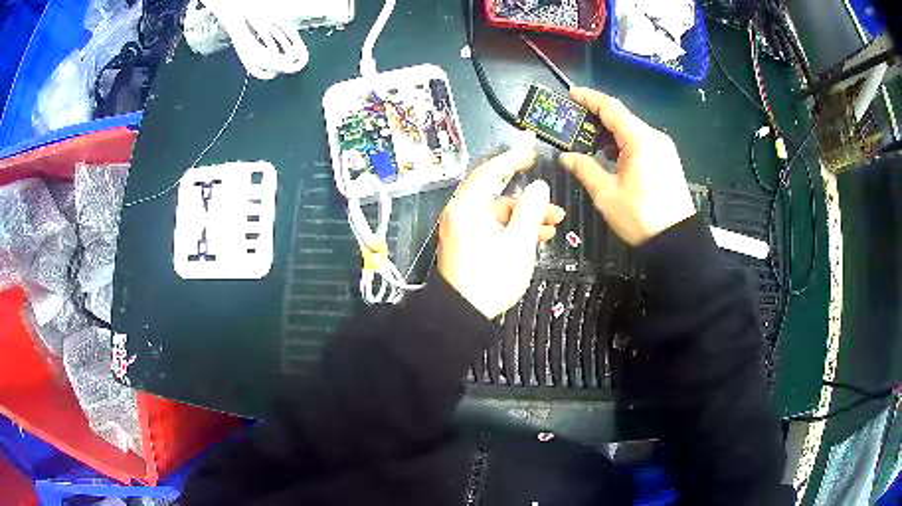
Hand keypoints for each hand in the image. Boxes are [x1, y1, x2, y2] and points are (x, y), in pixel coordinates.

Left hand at [438, 138, 565, 319]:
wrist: (462, 317)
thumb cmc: (491, 279)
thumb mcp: (518, 245)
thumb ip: (530, 211)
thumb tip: (539, 186)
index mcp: (467, 208)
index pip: (491, 171)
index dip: (513, 156)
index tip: (531, 144)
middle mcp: (461, 213)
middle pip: (496, 191)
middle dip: (527, 191)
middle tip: (547, 182)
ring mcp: (463, 228)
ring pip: (499, 211)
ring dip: (526, 213)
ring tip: (556, 220)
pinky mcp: (468, 242)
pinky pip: (493, 226)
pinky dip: (514, 227)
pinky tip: (540, 235)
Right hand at [558, 88, 695, 245]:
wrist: (676, 241)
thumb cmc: (640, 216)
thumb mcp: (606, 194)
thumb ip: (585, 169)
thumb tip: (566, 157)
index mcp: (640, 140)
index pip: (611, 108)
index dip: (589, 98)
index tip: (571, 93)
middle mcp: (654, 137)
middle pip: (622, 117)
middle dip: (597, 116)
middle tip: (573, 121)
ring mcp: (663, 148)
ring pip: (632, 130)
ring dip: (610, 131)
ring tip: (588, 139)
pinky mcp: (667, 160)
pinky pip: (641, 142)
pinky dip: (623, 142)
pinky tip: (610, 154)